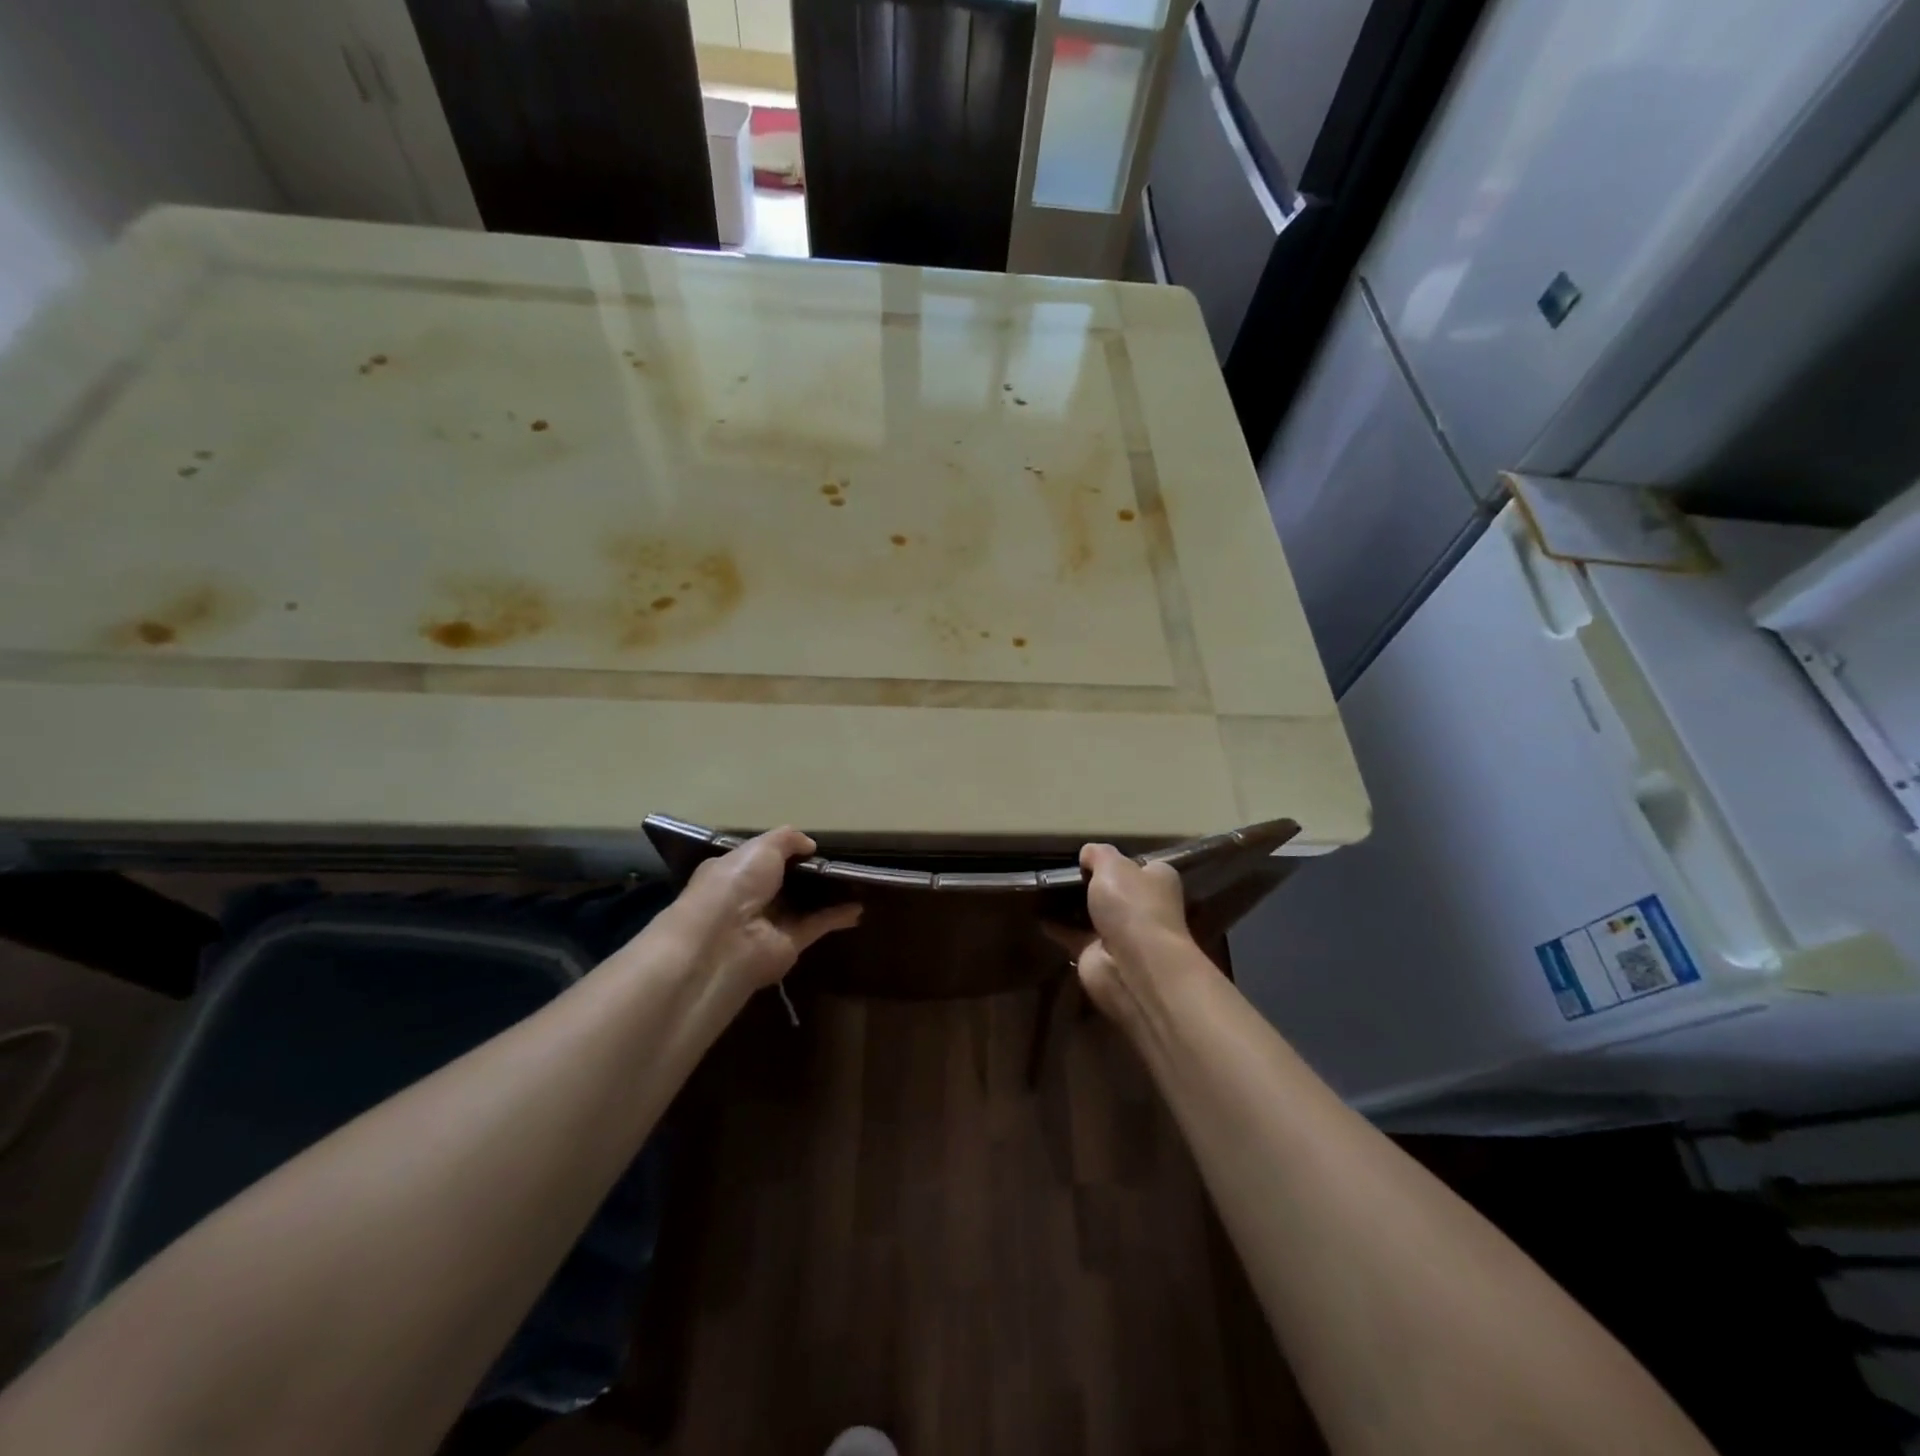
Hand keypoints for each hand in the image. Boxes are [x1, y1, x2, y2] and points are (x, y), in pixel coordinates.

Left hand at [653, 828, 861, 991]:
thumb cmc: (735, 884)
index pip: (759, 858)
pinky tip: (859, 907)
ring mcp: (770, 922)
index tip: (811, 844)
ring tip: (856, 881)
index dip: (783, 850)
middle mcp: (749, 897)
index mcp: (733, 870)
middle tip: (840, 859)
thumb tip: (810, 844)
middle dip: (808, 872)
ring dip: (827, 895)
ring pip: (803, 904)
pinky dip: (838, 916)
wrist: (725, 940)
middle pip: (784, 882)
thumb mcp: (762, 847)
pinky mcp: (790, 944)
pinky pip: (817, 925)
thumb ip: (788, 839)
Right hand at [1045, 843, 1194, 1020]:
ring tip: (1042, 887)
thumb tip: (1088, 853)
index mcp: (1158, 881)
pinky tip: (1036, 913)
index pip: (1139, 866)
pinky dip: (1056, 926)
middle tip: (1060, 870)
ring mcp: (1120, 934)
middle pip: (1114, 890)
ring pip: (1092, 914)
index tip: (1090, 856)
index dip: (1118, 860)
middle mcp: (1143, 908)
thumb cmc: (1131, 905)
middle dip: (1091, 884)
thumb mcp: (1112, 864)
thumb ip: (1098, 854)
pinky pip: (1072, 935)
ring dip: (1071, 906)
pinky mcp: (1097, 954)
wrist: (1133, 966)